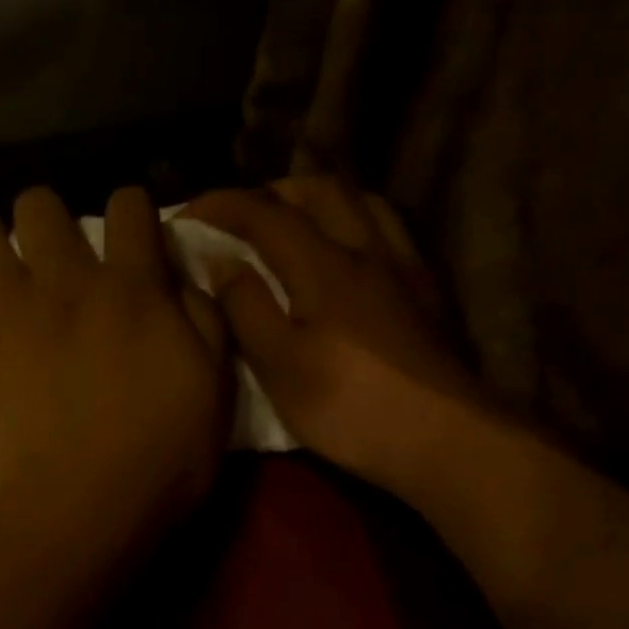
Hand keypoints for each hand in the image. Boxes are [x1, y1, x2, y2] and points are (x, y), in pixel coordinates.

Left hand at [0, 186, 229, 546]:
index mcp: (131, 288)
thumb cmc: (162, 458)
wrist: (85, 510)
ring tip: (1, 281)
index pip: (129, 205)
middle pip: (38, 204)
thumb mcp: (214, 389)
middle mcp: (65, 285)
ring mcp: (9, 319)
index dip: (131, 211)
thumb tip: (181, 282)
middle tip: (55, 257)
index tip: (132, 236)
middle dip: (46, 218)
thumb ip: (203, 321)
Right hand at [183, 177, 486, 491]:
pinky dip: (354, 223)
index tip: (187, 212)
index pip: (266, 214)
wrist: (441, 436)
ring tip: (292, 225)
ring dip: (318, 201)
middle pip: (321, 192)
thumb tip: (221, 262)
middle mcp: (367, 249)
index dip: (223, 206)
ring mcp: (402, 269)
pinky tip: (345, 255)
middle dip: (273, 193)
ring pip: (361, 204)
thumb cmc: (348, 405)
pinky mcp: (424, 293)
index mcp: (324, 264)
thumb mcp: (279, 363)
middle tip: (240, 217)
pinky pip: (387, 231)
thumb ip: (246, 307)